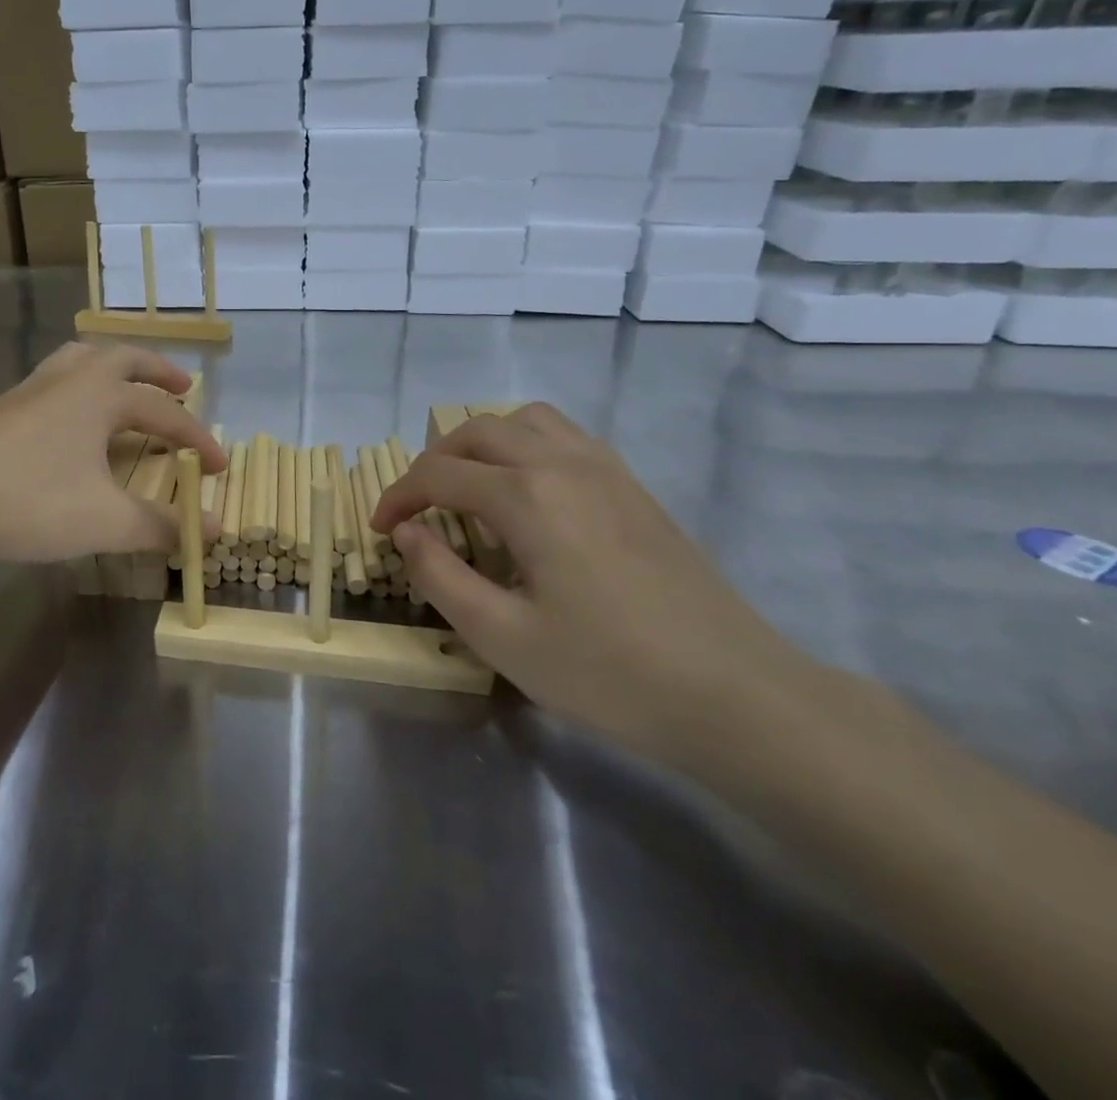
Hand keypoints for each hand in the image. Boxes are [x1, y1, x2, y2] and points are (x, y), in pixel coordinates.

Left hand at [0, 343, 225, 572]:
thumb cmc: (30, 502)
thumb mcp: (105, 521)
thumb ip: (161, 525)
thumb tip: (213, 530)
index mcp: (100, 395)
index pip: (164, 411)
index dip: (197, 438)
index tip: (220, 467)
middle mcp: (68, 380)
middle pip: (123, 359)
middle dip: (158, 371)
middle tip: (184, 385)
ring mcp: (29, 391)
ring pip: (81, 360)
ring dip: (114, 368)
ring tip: (127, 386)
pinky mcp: (1, 410)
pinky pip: (54, 382)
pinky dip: (79, 387)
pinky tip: (71, 419)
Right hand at [372, 404, 809, 763]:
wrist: (736, 694)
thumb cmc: (609, 672)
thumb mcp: (501, 637)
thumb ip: (439, 576)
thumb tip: (407, 533)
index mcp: (525, 496)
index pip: (438, 474)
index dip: (398, 497)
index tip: (380, 528)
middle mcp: (561, 463)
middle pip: (478, 431)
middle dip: (434, 461)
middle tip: (417, 507)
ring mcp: (605, 469)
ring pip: (525, 420)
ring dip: (483, 443)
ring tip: (470, 488)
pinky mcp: (633, 487)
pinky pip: (565, 437)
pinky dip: (527, 445)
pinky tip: (528, 495)